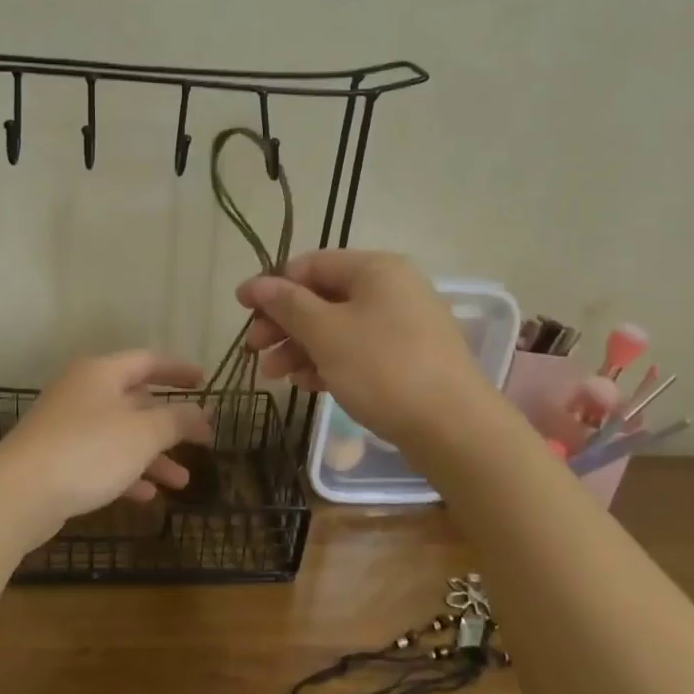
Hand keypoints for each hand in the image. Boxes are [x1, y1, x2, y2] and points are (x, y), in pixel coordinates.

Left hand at [0, 350, 213, 529]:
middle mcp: (82, 392)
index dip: (179, 370)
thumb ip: (177, 420)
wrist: (18, 493)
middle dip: (170, 424)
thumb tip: (200, 412)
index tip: (204, 382)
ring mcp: (66, 426)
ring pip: (120, 435)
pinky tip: (146, 496)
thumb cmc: (88, 450)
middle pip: (135, 401)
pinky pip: (100, 459)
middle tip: (201, 440)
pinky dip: (125, 473)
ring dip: (153, 456)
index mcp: (101, 373)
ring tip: (181, 482)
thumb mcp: (143, 434)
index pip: (148, 361)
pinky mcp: (56, 458)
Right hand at [237, 250, 494, 452]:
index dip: (272, 285)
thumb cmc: (383, 369)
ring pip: (337, 327)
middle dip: (284, 323)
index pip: (311, 265)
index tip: (241, 309)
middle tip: (254, 350)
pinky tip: (306, 384)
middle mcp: (391, 289)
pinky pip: (357, 351)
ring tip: (274, 375)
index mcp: (375, 269)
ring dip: (300, 347)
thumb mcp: (327, 333)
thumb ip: (288, 305)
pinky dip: (328, 363)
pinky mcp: (406, 359)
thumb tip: (256, 284)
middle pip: (323, 297)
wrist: (453, 428)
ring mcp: (401, 325)